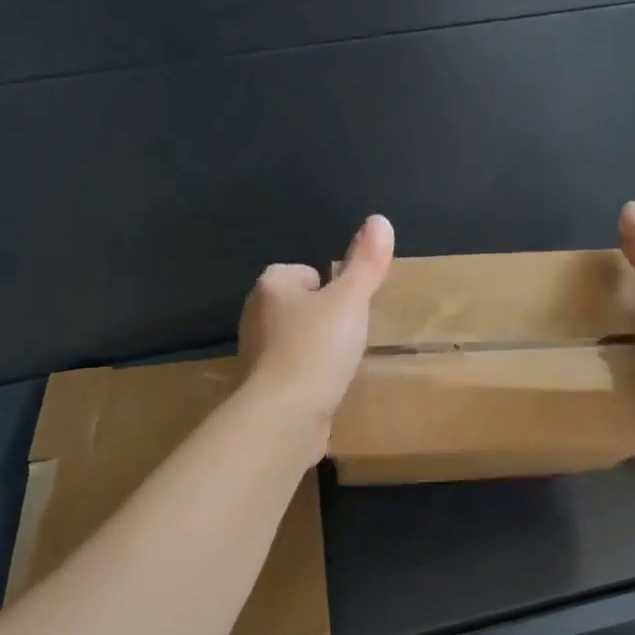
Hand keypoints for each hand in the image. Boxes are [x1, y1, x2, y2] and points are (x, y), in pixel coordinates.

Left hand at [238, 215, 394, 435]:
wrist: (285, 414)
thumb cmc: (317, 348)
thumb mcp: (350, 300)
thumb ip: (366, 263)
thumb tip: (379, 219)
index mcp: (270, 287)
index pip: (299, 273)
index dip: (326, 286)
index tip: (348, 306)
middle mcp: (254, 317)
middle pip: (295, 307)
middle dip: (320, 318)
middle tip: (350, 334)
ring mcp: (255, 356)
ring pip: (291, 341)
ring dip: (313, 350)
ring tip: (341, 363)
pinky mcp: (262, 390)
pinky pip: (290, 374)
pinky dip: (307, 379)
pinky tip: (327, 390)